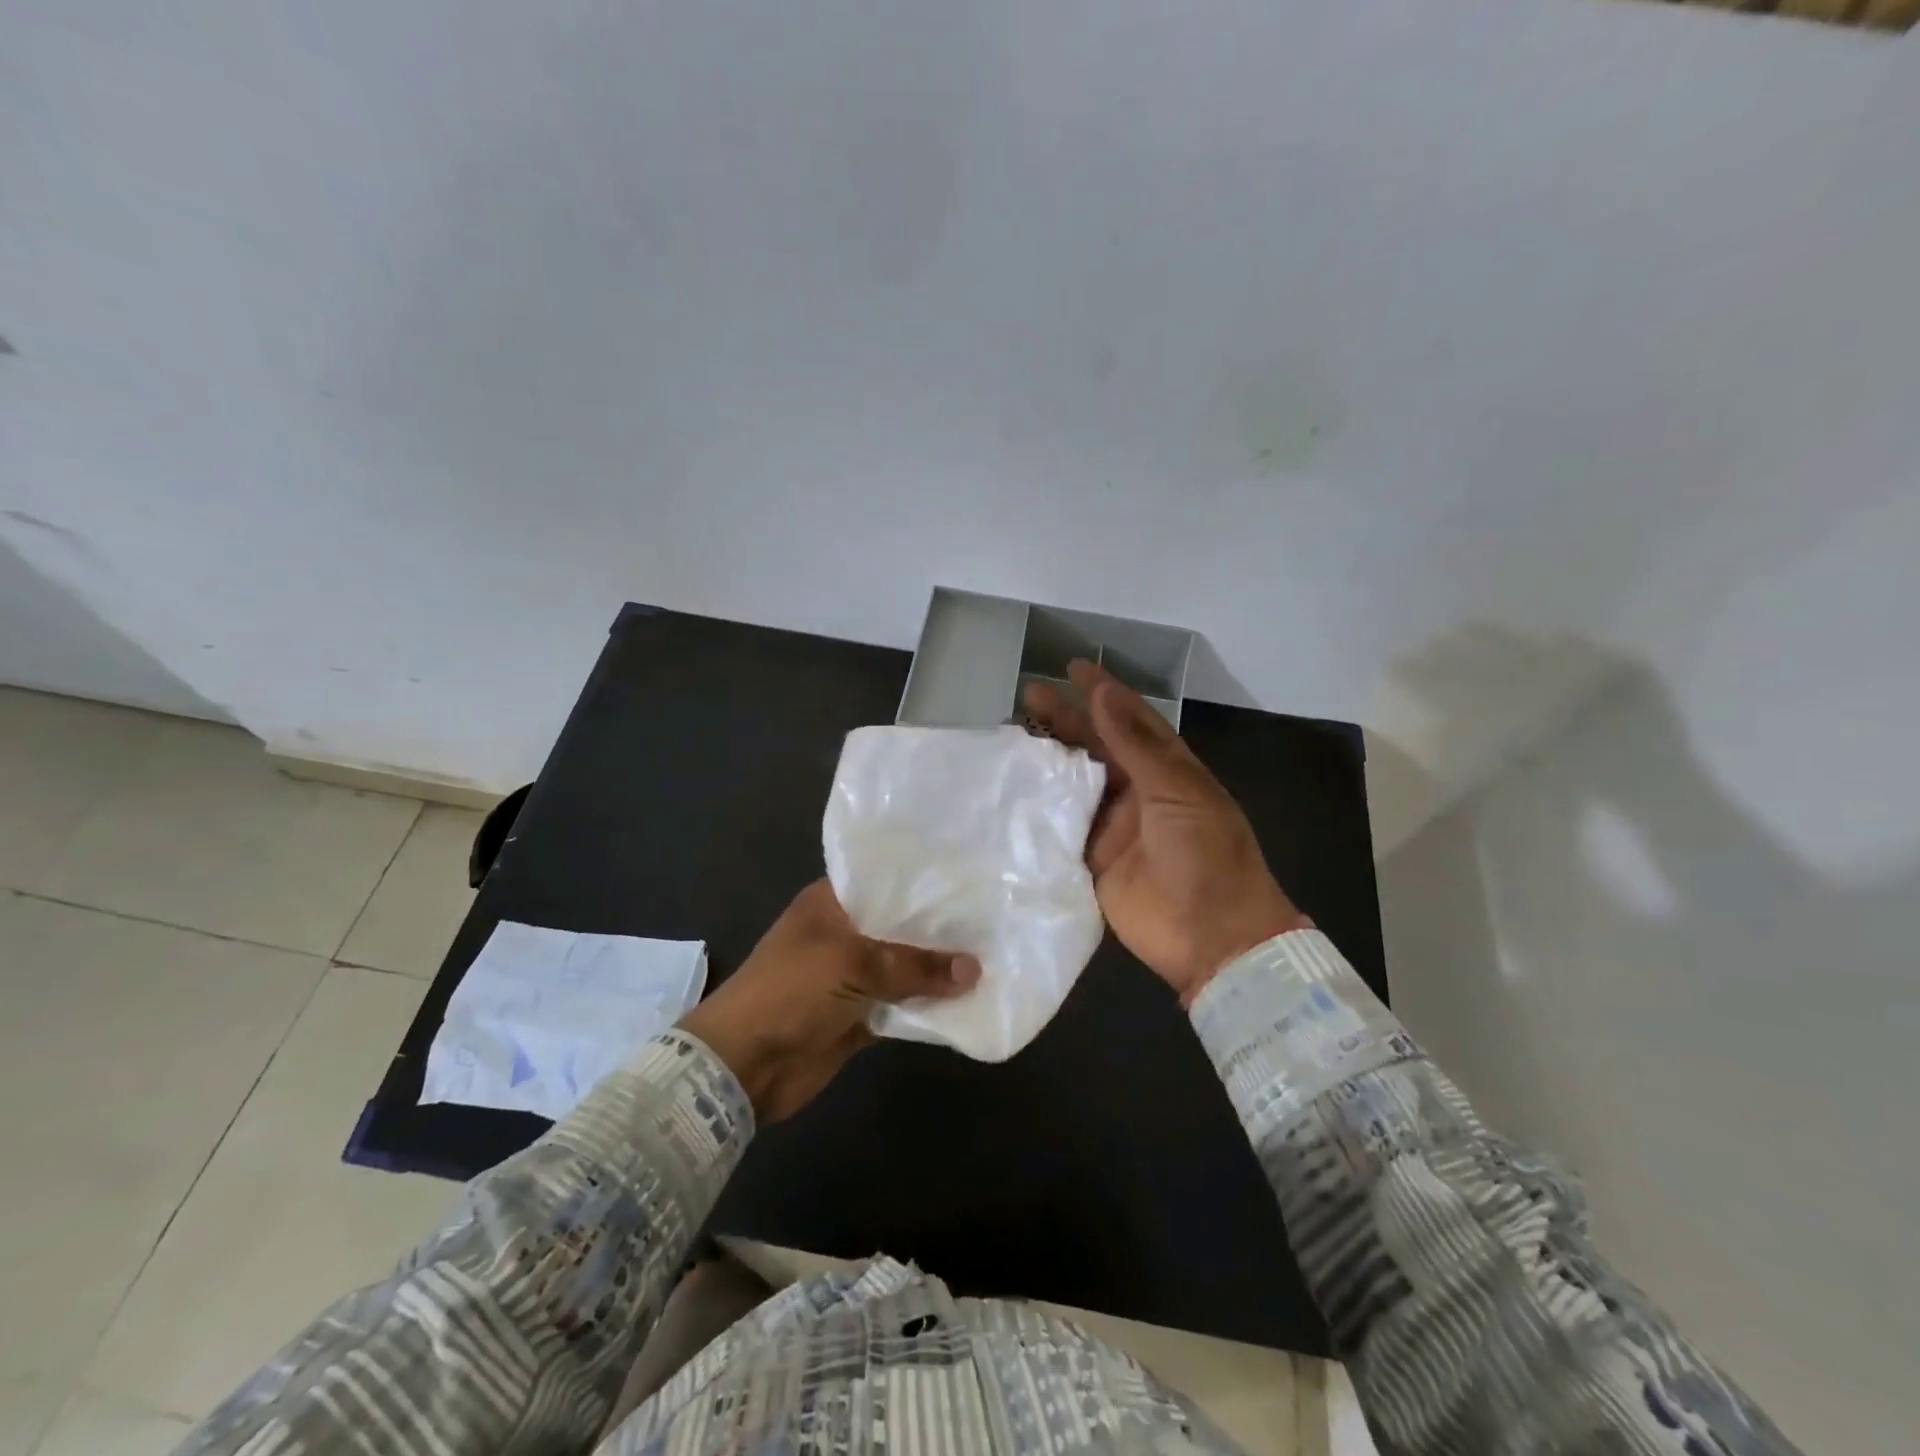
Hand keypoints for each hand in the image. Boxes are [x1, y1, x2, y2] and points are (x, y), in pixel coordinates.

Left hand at [678, 880, 980, 1122]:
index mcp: (832, 903)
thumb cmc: (791, 991)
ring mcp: (852, 976)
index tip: (970, 878)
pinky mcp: (860, 1015)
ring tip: (994, 956)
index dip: (924, 881)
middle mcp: (845, 933)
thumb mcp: (853, 964)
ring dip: (938, 970)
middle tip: (994, 917)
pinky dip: (928, 1006)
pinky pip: (902, 1005)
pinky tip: (968, 1000)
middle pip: (900, 926)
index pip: (885, 881)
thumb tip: (974, 969)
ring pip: (905, 967)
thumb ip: (914, 965)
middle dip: (940, 928)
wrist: (744, 1065)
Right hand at [1023, 659, 1305, 1004]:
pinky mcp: (1093, 860)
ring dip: (1049, 760)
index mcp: (1168, 771)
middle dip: (1066, 720)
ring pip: (1076, 784)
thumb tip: (1104, 694)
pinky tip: (1015, 788)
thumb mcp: (1176, 792)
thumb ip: (1134, 745)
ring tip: (1013, 734)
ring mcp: (1114, 827)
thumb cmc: (1206, 855)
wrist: (1212, 937)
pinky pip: (1065, 827)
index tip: (1073, 669)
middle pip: (1097, 748)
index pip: (1131, 720)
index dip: (1103, 693)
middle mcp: (1139, 792)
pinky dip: (1043, 809)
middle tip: (1028, 694)